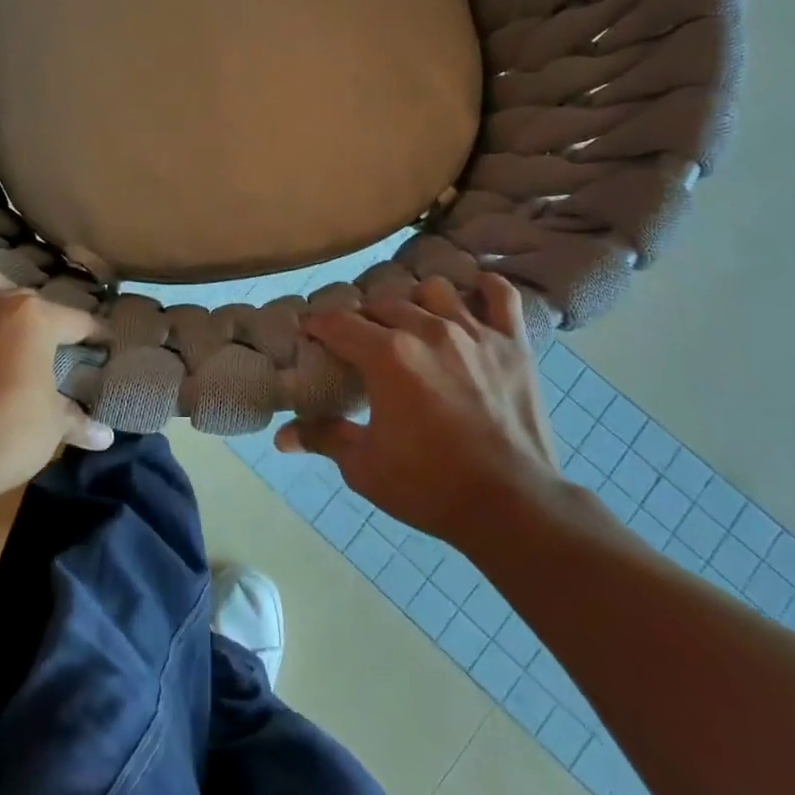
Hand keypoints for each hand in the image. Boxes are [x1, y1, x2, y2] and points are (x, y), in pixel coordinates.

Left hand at [0, 241, 113, 501]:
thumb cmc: (9, 435)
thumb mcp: (52, 426)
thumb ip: (77, 421)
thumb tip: (105, 437)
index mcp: (36, 320)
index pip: (76, 322)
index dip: (94, 333)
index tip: (104, 342)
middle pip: (25, 300)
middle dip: (41, 316)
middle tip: (49, 338)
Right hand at [276, 272, 562, 542]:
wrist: (512, 507)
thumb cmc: (430, 486)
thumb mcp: (364, 467)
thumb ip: (323, 438)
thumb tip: (282, 436)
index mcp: (387, 356)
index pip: (338, 323)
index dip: (317, 325)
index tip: (310, 333)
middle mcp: (427, 330)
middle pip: (382, 303)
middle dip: (363, 317)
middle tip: (358, 340)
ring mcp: (473, 332)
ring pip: (434, 290)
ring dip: (415, 302)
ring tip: (412, 324)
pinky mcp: (512, 343)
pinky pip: (501, 295)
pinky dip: (485, 288)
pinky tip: (472, 296)